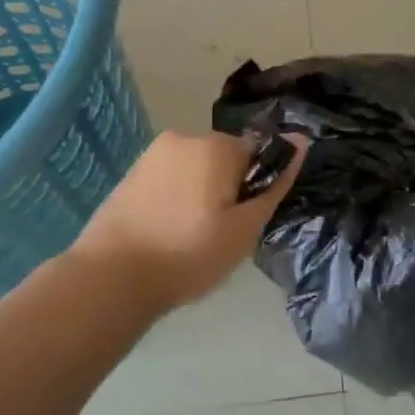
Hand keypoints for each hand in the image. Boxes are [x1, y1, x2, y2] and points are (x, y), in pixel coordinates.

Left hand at [69, 131, 306, 310]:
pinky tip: (167, 231)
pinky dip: (176, 199)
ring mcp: (152, 154)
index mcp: (216, 145)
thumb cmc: (188, 254)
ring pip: (196, 170)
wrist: (111, 277)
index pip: (257, 155)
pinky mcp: (131, 173)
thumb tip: (302, 141)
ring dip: (201, 194)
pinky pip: (170, 179)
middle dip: (228, 189)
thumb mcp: (245, 227)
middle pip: (225, 159)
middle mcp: (184, 137)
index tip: (242, 222)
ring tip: (190, 237)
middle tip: (219, 235)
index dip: (254, 190)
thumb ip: (275, 183)